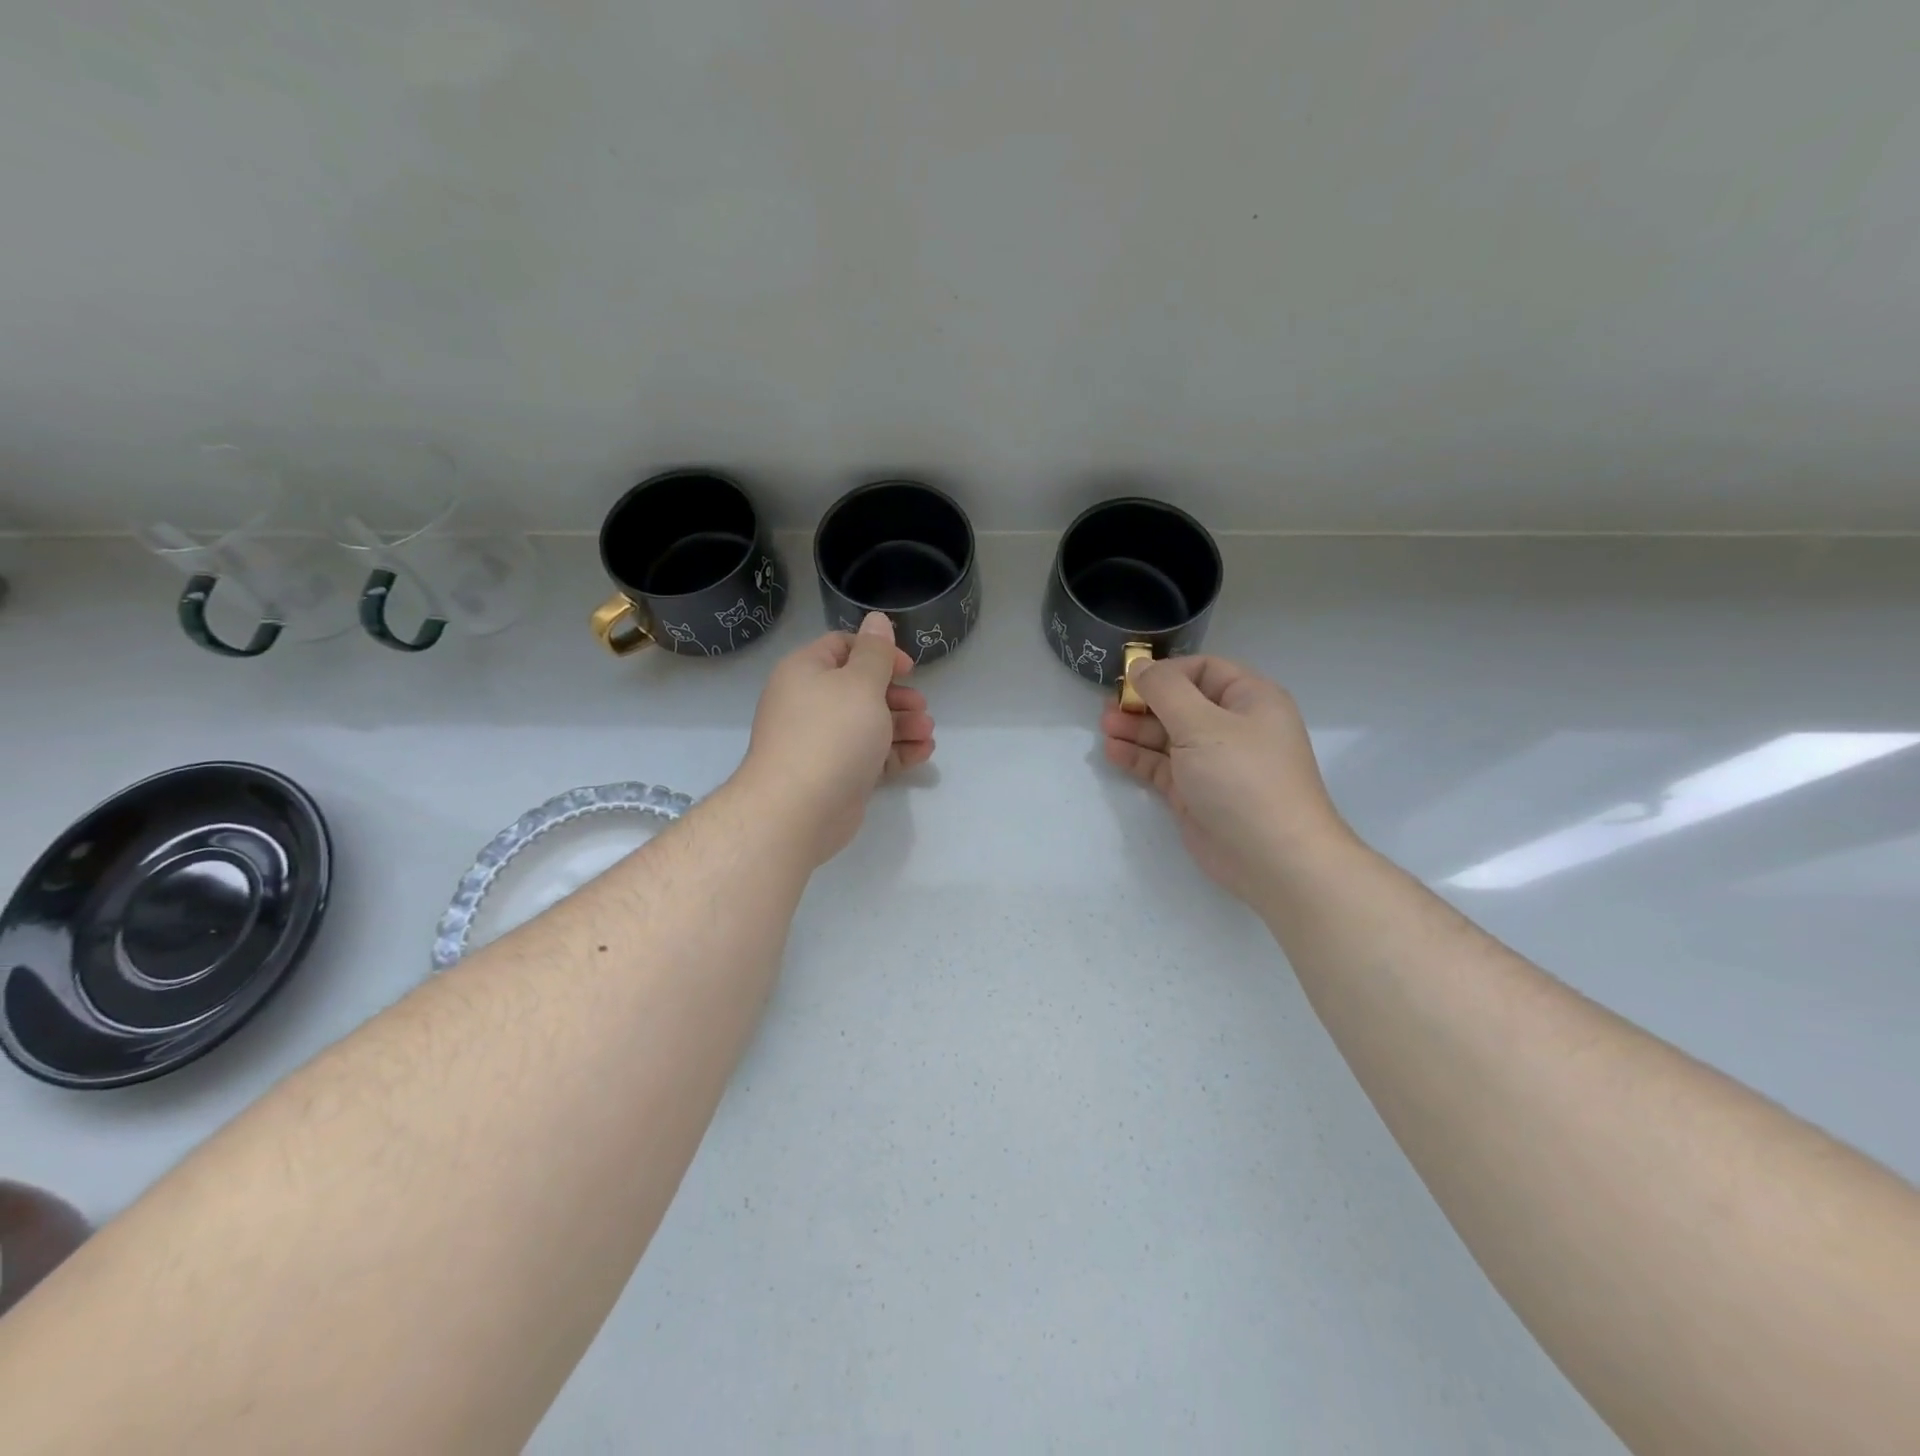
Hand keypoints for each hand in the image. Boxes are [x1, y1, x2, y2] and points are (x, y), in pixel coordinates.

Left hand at [738, 611, 935, 865]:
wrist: (798, 809)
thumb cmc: (832, 734)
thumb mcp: (861, 684)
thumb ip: (876, 652)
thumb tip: (876, 618)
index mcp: (806, 671)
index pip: (843, 647)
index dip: (879, 652)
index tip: (909, 669)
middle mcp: (809, 702)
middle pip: (860, 688)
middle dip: (896, 695)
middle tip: (921, 706)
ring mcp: (821, 741)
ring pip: (868, 723)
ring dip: (902, 724)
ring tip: (927, 732)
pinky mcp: (835, 773)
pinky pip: (869, 754)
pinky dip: (895, 751)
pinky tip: (922, 753)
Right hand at [1100, 655, 1351, 901]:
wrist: (1273, 858)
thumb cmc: (1242, 778)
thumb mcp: (1202, 724)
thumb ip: (1165, 691)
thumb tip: (1139, 665)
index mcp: (1250, 699)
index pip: (1203, 670)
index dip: (1166, 671)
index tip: (1130, 680)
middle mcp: (1233, 726)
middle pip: (1181, 702)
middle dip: (1145, 702)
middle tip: (1109, 707)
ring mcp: (1214, 762)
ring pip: (1169, 736)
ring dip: (1136, 729)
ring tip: (1104, 727)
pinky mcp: (1196, 793)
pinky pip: (1163, 766)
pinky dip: (1139, 758)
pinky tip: (1113, 752)